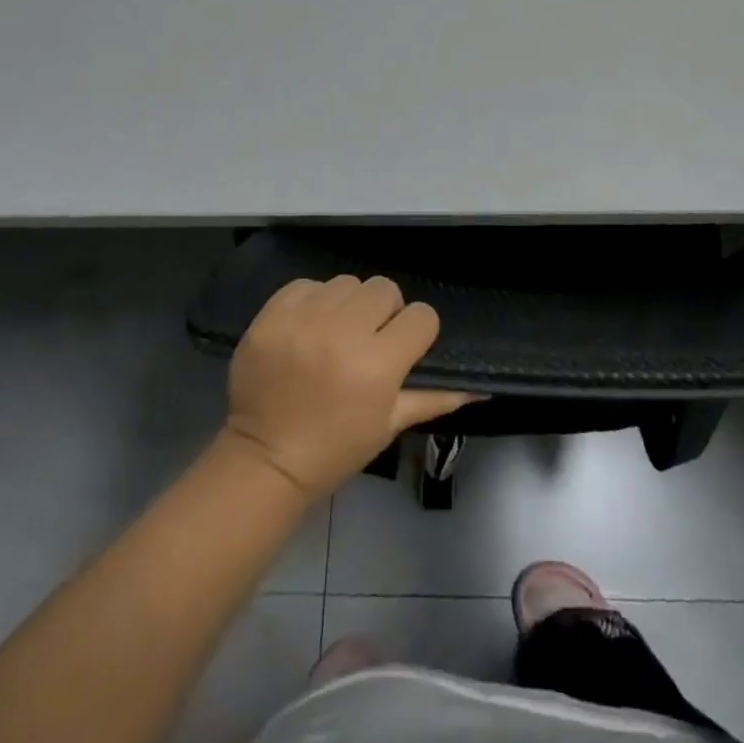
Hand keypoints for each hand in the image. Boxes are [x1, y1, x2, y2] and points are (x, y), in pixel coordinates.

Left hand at [220, 275, 479, 497]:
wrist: (264, 460)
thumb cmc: (334, 449)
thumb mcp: (389, 425)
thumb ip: (434, 397)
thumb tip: (479, 385)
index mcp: (377, 365)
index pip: (421, 316)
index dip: (417, 332)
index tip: (404, 348)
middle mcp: (343, 332)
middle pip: (384, 288)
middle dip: (384, 312)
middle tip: (368, 340)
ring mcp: (304, 319)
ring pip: (347, 282)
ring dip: (348, 304)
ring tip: (336, 333)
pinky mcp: (272, 313)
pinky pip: (308, 284)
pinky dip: (313, 300)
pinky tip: (308, 328)